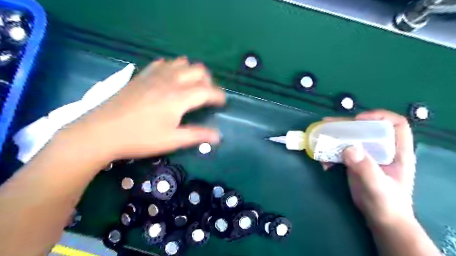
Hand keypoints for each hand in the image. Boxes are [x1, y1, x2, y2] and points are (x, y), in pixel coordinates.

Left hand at [61, 57, 224, 161]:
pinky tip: (169, 78)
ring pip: (182, 63)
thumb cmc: (140, 138)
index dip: (219, 96)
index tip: (223, 103)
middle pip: (198, 70)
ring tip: (191, 85)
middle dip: (208, 81)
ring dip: (192, 72)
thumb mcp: (172, 140)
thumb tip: (218, 137)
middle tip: (207, 95)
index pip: (208, 91)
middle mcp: (170, 81)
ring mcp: (154, 75)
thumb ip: (197, 135)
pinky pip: (163, 63)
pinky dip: (172, 68)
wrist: (101, 132)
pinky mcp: (142, 76)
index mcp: (179, 97)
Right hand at [324, 109, 415, 225]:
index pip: (395, 124)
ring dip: (334, 137)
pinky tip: (324, 163)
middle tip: (327, 124)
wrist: (380, 219)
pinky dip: (330, 153)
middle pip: (366, 128)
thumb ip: (366, 168)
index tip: (358, 120)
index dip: (378, 117)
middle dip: (346, 125)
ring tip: (320, 138)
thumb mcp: (378, 187)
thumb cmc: (386, 204)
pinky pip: (341, 151)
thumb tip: (348, 148)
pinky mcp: (355, 162)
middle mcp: (382, 149)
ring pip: (351, 138)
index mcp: (397, 151)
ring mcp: (367, 155)